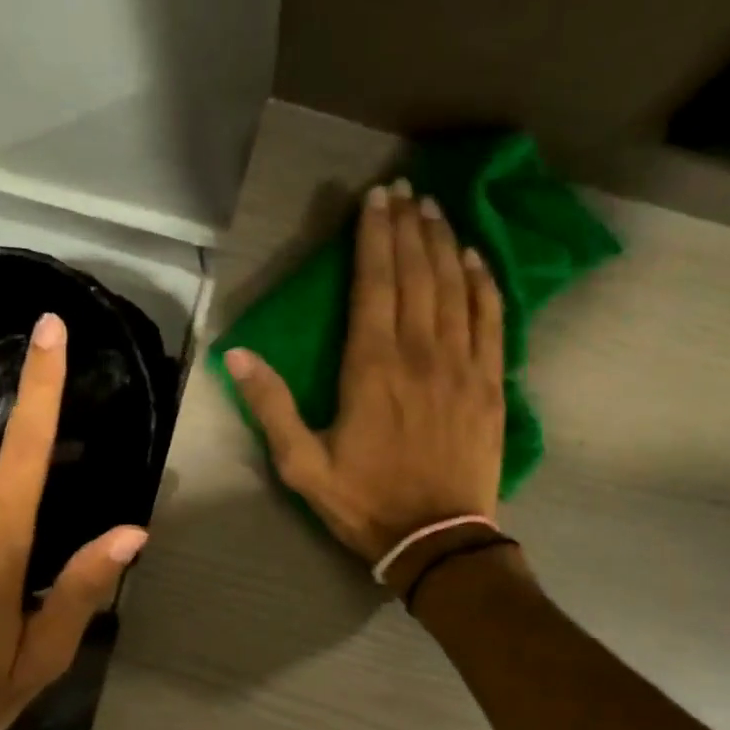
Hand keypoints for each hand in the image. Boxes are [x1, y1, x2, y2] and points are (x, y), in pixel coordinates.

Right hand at [225, 179, 505, 566]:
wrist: (437, 540)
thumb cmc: (365, 502)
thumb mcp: (302, 465)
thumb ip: (271, 408)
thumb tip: (238, 354)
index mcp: (371, 368)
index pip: (374, 284)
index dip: (374, 237)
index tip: (375, 199)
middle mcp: (420, 354)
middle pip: (416, 275)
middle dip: (408, 227)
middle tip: (404, 190)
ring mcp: (462, 366)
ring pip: (454, 288)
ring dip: (443, 243)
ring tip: (434, 209)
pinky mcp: (490, 385)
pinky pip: (491, 320)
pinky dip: (484, 284)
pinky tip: (475, 258)